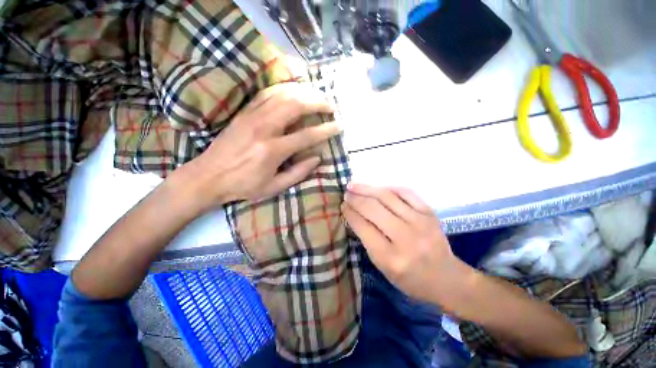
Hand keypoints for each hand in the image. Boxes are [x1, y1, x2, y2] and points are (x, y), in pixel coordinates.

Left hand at [180, 83, 338, 211]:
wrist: (208, 177)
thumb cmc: (243, 186)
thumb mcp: (274, 187)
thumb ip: (298, 172)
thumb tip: (317, 157)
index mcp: (272, 151)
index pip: (306, 136)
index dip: (325, 130)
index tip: (338, 126)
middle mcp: (263, 128)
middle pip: (295, 105)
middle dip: (317, 102)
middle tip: (330, 106)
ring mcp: (252, 117)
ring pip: (282, 94)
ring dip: (303, 92)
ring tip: (317, 96)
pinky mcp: (244, 113)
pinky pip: (266, 93)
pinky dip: (284, 89)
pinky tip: (294, 91)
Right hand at [343, 184, 468, 303]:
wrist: (447, 279)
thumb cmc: (410, 279)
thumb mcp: (383, 268)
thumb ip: (368, 241)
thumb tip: (354, 215)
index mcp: (390, 257)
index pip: (363, 227)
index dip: (350, 213)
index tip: (343, 206)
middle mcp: (405, 237)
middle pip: (373, 209)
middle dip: (355, 199)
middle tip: (346, 193)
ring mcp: (420, 222)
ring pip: (387, 197)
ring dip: (367, 189)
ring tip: (354, 185)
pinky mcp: (429, 213)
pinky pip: (406, 193)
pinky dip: (389, 188)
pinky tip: (378, 188)